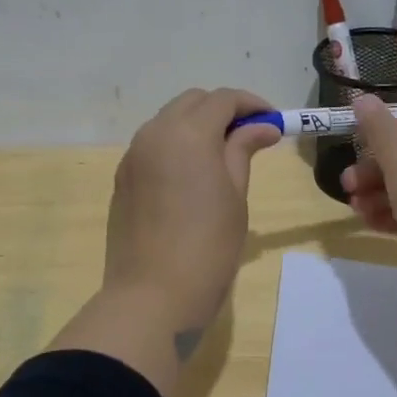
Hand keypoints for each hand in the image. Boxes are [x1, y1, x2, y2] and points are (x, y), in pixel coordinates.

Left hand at [103, 88, 280, 336]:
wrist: (152, 297)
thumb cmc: (207, 247)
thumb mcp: (235, 196)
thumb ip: (243, 150)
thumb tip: (262, 126)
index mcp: (188, 133)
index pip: (223, 99)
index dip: (252, 104)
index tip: (273, 122)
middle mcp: (155, 133)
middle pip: (192, 102)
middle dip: (222, 110)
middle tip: (250, 137)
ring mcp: (133, 156)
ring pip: (169, 121)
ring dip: (197, 126)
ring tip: (222, 156)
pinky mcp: (122, 178)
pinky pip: (152, 145)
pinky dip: (176, 146)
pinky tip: (192, 175)